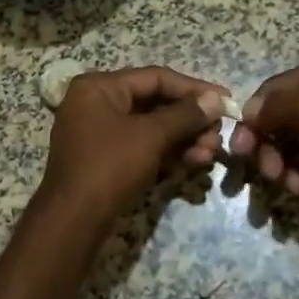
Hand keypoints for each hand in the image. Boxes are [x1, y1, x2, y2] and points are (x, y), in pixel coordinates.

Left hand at [40, 66, 226, 221]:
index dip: (194, 88)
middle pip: (154, 103)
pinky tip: (193, 163)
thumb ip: (185, 115)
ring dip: (183, 139)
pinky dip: (166, 153)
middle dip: (190, 121)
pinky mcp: (105, 159)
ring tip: (209, 155)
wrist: (73, 221)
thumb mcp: (150, 136)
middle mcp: (96, 103)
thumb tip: (215, 99)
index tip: (226, 101)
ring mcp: (98, 132)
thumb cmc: (109, 167)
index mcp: (99, 87)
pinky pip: (142, 146)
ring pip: (151, 128)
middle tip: (218, 136)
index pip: (155, 78)